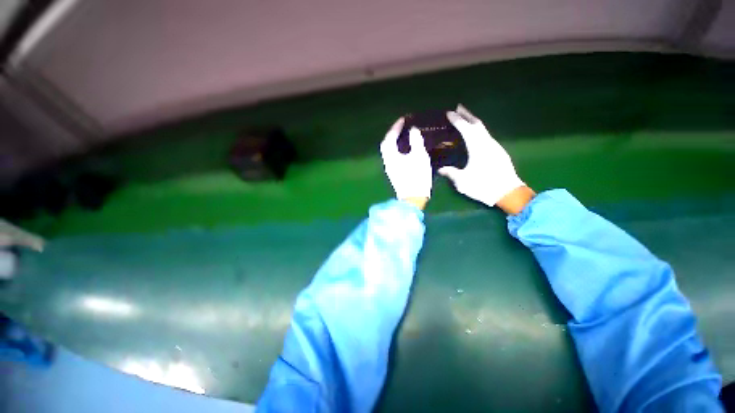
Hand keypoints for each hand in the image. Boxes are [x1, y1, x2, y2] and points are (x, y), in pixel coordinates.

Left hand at [380, 118, 431, 209]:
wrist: (413, 198)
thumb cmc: (417, 177)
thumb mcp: (419, 156)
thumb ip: (416, 142)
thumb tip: (413, 131)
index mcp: (391, 156)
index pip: (389, 138)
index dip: (395, 127)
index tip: (403, 119)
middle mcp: (387, 161)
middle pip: (386, 144)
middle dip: (393, 134)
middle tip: (402, 127)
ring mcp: (390, 168)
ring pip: (389, 151)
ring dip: (394, 141)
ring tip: (404, 135)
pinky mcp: (394, 173)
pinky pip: (393, 156)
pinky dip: (397, 149)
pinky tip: (405, 148)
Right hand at [439, 104, 526, 210]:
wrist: (509, 193)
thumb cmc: (484, 186)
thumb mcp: (463, 181)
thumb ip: (451, 173)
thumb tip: (441, 169)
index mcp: (477, 147)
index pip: (466, 129)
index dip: (457, 120)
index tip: (449, 112)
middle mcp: (487, 143)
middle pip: (477, 124)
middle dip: (467, 114)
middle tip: (458, 107)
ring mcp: (495, 146)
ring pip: (483, 129)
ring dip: (473, 122)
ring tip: (465, 119)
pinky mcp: (499, 152)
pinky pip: (486, 136)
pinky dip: (479, 131)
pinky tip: (475, 135)